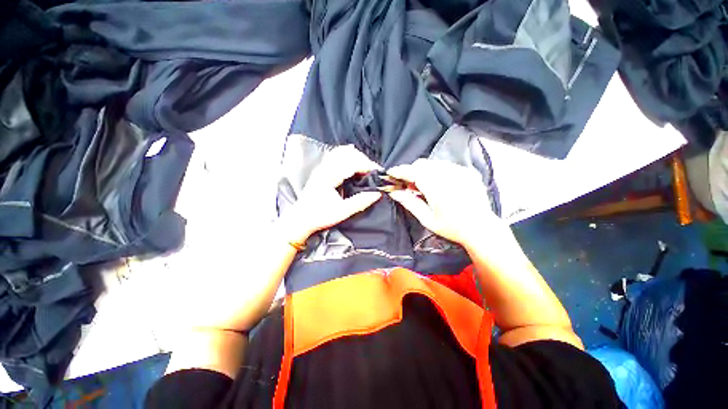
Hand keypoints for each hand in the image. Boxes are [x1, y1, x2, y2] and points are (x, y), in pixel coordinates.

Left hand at [278, 144, 382, 243]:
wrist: (300, 219)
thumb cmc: (320, 216)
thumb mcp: (342, 212)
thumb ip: (360, 202)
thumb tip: (377, 194)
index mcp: (329, 177)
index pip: (352, 163)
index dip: (367, 165)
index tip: (377, 172)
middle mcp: (325, 168)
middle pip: (347, 153)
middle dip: (363, 159)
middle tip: (373, 171)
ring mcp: (322, 167)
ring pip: (341, 151)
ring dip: (356, 157)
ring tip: (365, 168)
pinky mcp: (321, 170)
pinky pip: (336, 155)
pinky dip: (348, 157)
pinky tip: (353, 166)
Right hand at [387, 159, 505, 246]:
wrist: (481, 229)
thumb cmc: (451, 227)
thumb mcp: (427, 219)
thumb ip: (409, 203)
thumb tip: (394, 192)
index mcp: (436, 187)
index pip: (413, 171)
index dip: (400, 171)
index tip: (391, 173)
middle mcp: (448, 175)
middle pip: (422, 164)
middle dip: (411, 171)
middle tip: (408, 185)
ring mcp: (460, 171)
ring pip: (433, 163)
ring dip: (423, 171)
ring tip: (423, 186)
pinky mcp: (468, 172)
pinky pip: (446, 165)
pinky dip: (437, 171)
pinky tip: (438, 184)